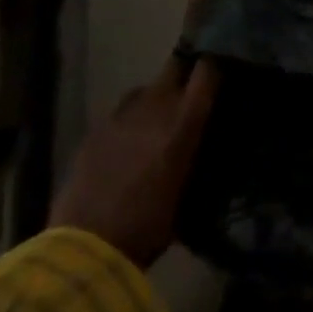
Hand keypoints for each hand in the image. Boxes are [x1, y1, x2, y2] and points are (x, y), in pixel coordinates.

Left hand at [49, 55, 219, 267]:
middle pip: (174, 67)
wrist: (89, 245)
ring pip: (145, 88)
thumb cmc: (151, 224)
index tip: (223, 72)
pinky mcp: (95, 130)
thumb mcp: (189, 189)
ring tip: (159, 118)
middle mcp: (155, 107)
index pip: (206, 72)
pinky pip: (120, 113)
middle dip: (184, 72)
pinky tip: (129, 141)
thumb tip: (205, 140)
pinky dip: (130, 120)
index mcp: (185, 120)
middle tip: (192, 89)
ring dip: (156, 97)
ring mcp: (121, 115)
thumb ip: (197, 153)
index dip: (215, 67)